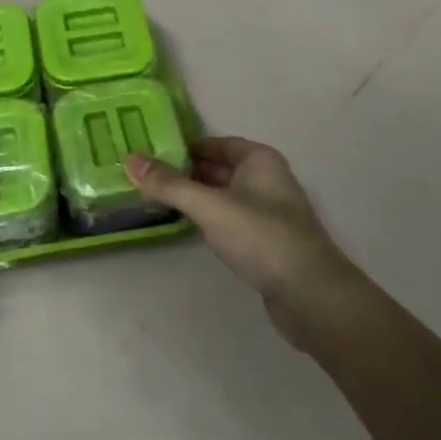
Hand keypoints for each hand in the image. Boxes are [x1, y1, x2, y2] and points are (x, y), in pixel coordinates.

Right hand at [125, 137, 356, 347]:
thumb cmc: (261, 237)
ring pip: (223, 195)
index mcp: (258, 160)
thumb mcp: (210, 206)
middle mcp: (266, 179)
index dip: (183, 147)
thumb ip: (169, 184)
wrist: (310, 295)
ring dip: (194, 197)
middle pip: (218, 168)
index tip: (149, 153)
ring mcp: (268, 211)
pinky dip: (208, 218)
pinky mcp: (266, 241)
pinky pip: (229, 219)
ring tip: (155, 199)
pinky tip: (186, 226)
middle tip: (144, 177)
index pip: (214, 144)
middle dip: (184, 172)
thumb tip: (130, 159)